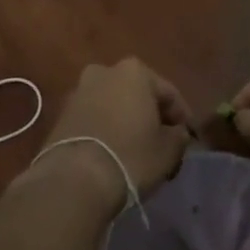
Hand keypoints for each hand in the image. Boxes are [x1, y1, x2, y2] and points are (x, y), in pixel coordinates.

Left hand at [27, 58, 190, 209]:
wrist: (75, 178)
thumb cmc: (131, 155)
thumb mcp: (169, 150)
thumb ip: (179, 136)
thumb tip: (176, 133)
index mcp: (134, 71)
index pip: (169, 93)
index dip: (182, 117)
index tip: (188, 139)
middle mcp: (104, 71)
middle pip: (137, 94)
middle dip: (150, 116)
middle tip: (162, 143)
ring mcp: (79, 91)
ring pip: (113, 105)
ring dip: (126, 122)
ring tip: (136, 150)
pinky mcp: (61, 114)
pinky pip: (94, 118)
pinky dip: (105, 130)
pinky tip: (113, 152)